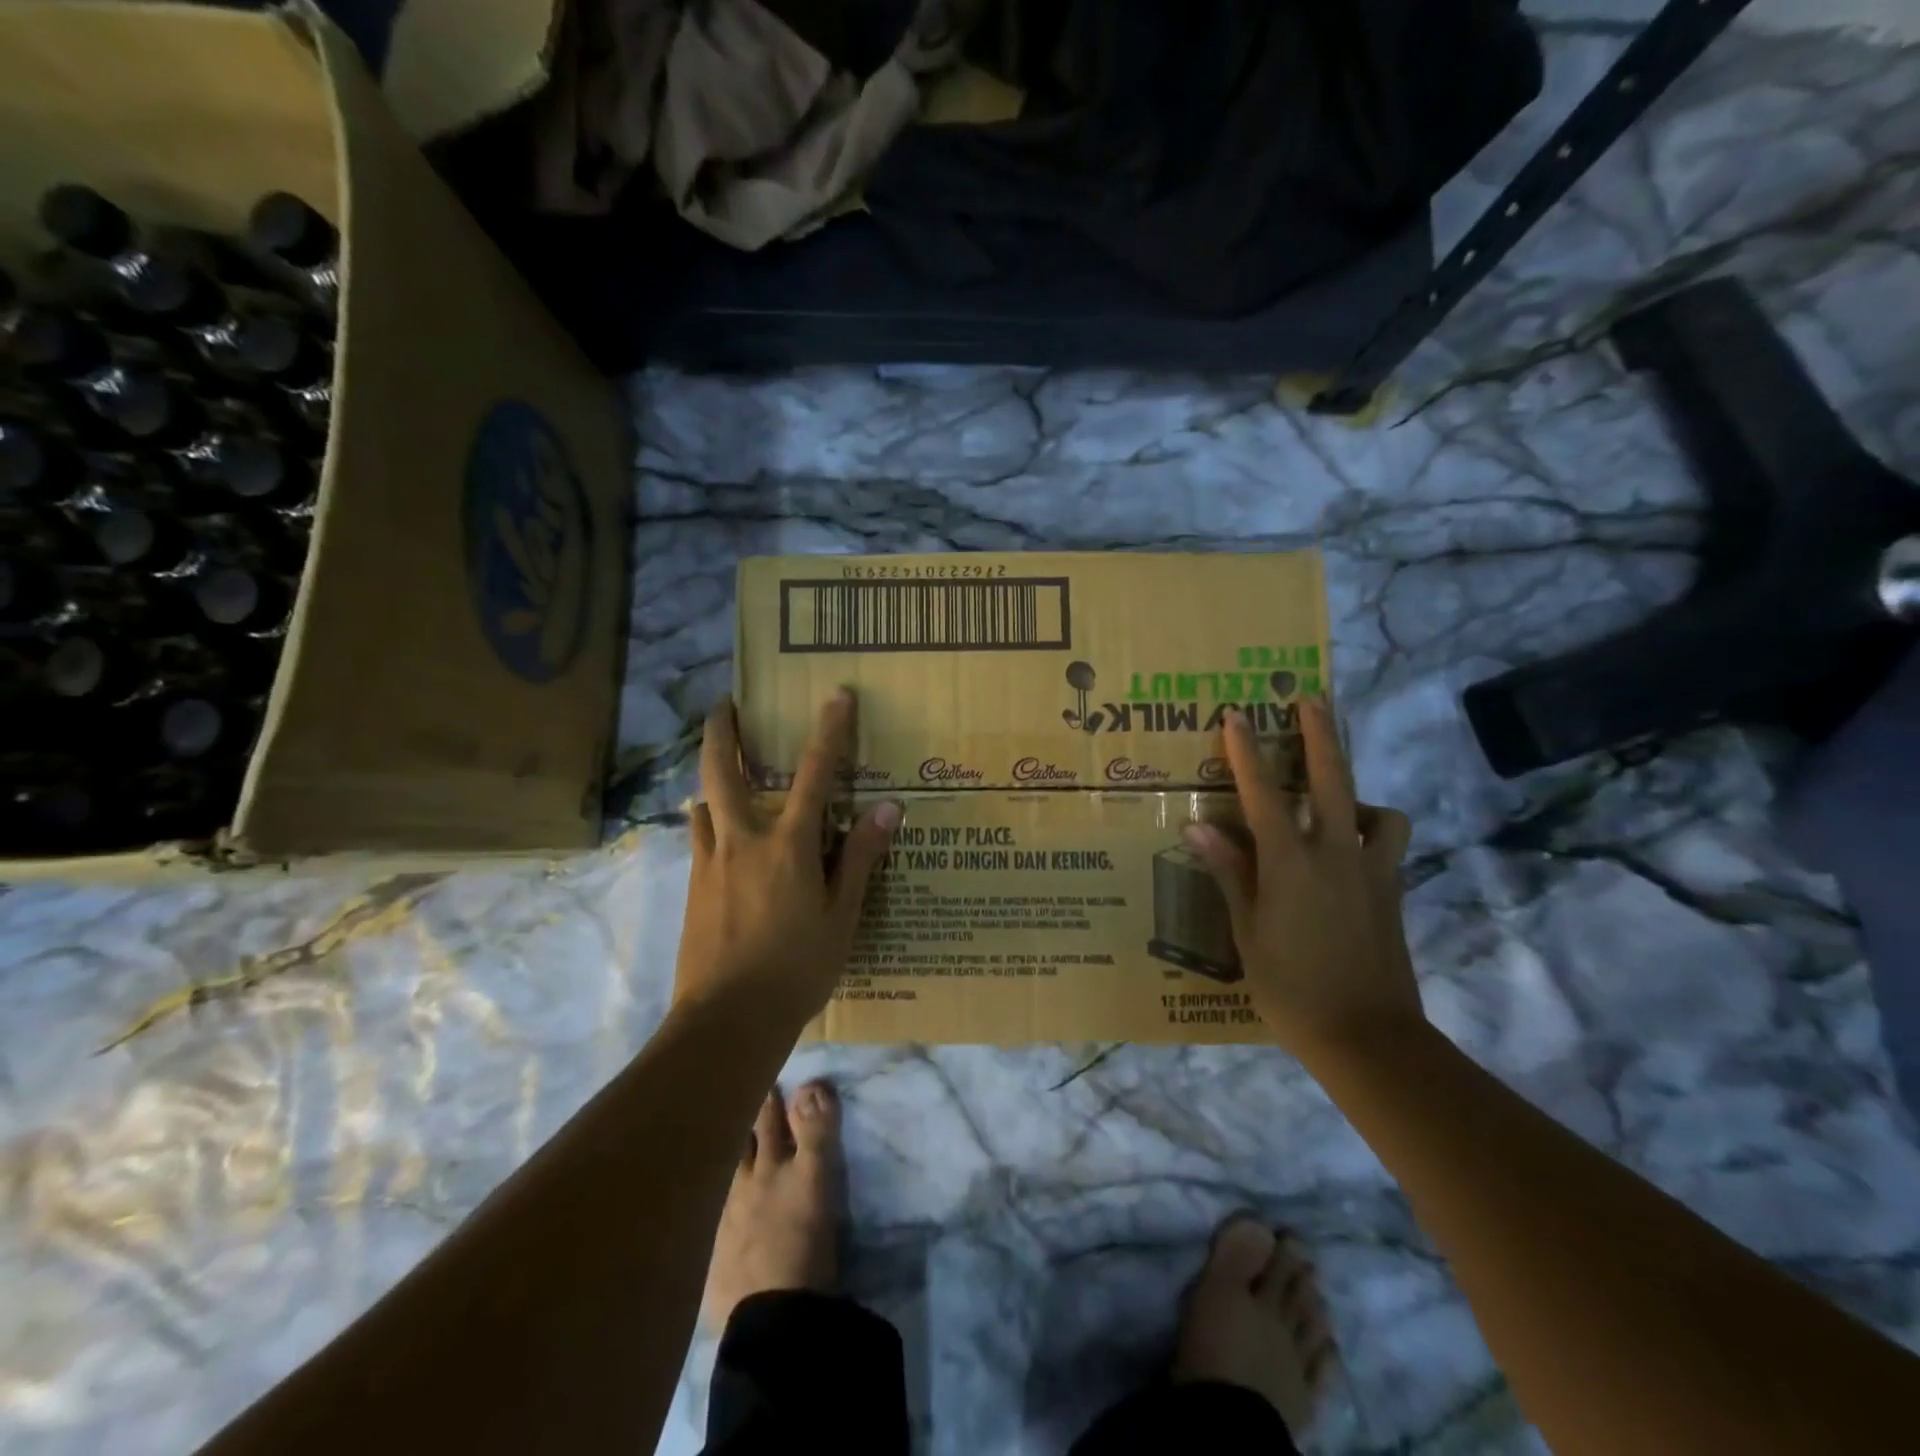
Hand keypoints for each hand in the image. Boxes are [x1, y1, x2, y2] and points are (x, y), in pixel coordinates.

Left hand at [676, 689, 900, 1023]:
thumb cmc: (796, 968)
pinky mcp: (692, 887)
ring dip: (712, 776)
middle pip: (724, 770)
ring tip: (723, 768)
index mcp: (787, 845)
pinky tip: (719, 834)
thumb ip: (860, 858)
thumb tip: (887, 809)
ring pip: (703, 801)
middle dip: (724, 730)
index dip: (829, 731)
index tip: (836, 695)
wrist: (727, 1020)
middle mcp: (742, 840)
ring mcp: (710, 862)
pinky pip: (699, 838)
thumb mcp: (842, 916)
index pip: (814, 775)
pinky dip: (709, 820)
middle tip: (726, 703)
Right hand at [1182, 699, 1421, 1058]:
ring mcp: (1373, 872)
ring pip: (1379, 811)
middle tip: (1310, 700)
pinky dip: (1374, 833)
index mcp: (1292, 864)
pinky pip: (1388, 845)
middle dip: (1320, 735)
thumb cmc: (1291, 987)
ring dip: (1358, 793)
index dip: (1247, 752)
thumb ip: (1229, 872)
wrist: (1367, 1038)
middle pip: (1333, 779)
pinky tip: (1351, 850)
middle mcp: (1337, 854)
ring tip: (1336, 800)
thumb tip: (1197, 826)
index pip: (1264, 794)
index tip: (1235, 715)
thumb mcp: (1247, 931)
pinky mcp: (1393, 893)